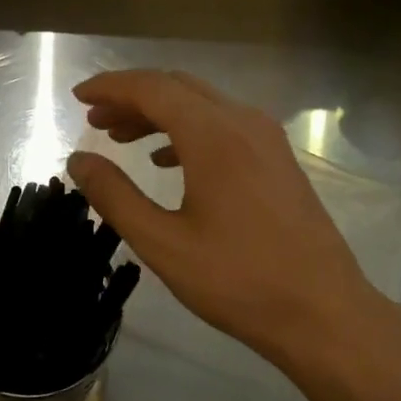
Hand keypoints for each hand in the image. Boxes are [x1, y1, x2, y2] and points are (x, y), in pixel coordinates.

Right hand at [65, 70, 389, 374]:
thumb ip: (115, 196)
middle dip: (131, 98)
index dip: (110, 87)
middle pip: (178, 88)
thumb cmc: (237, 280)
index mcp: (214, 135)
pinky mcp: (278, 160)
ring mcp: (267, 140)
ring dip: (158, 114)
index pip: (152, 88)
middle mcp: (244, 123)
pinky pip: (223, 126)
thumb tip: (78, 161)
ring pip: (202, 105)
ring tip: (120, 138)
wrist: (323, 313)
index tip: (78, 98)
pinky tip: (165, 161)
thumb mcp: (162, 243)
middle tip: (93, 121)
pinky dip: (186, 131)